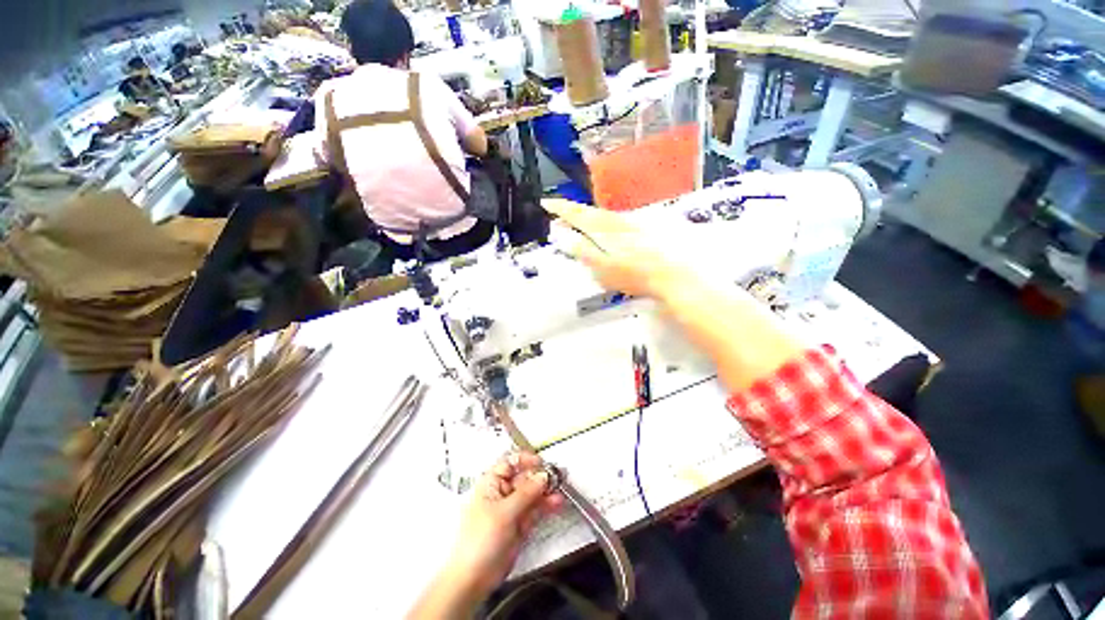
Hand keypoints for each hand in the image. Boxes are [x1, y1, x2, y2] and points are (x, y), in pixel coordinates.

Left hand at [411, 452, 561, 617]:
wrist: (473, 578)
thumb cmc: (481, 539)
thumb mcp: (504, 512)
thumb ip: (526, 493)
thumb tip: (543, 475)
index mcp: (491, 483)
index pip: (510, 462)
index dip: (525, 460)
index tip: (541, 463)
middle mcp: (502, 493)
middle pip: (524, 478)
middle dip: (540, 477)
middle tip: (558, 477)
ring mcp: (511, 509)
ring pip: (532, 494)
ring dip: (546, 492)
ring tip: (559, 493)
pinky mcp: (519, 525)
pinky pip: (534, 509)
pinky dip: (545, 506)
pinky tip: (556, 503)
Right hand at [542, 199, 684, 298]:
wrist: (671, 274)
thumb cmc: (635, 275)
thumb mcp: (603, 268)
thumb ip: (583, 251)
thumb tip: (565, 236)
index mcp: (604, 229)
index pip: (577, 213)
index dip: (560, 208)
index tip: (546, 202)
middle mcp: (616, 221)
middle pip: (589, 212)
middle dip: (571, 212)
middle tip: (558, 218)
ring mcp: (630, 223)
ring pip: (601, 216)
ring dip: (585, 218)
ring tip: (575, 225)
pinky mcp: (640, 229)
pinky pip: (613, 221)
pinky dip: (601, 223)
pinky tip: (602, 232)